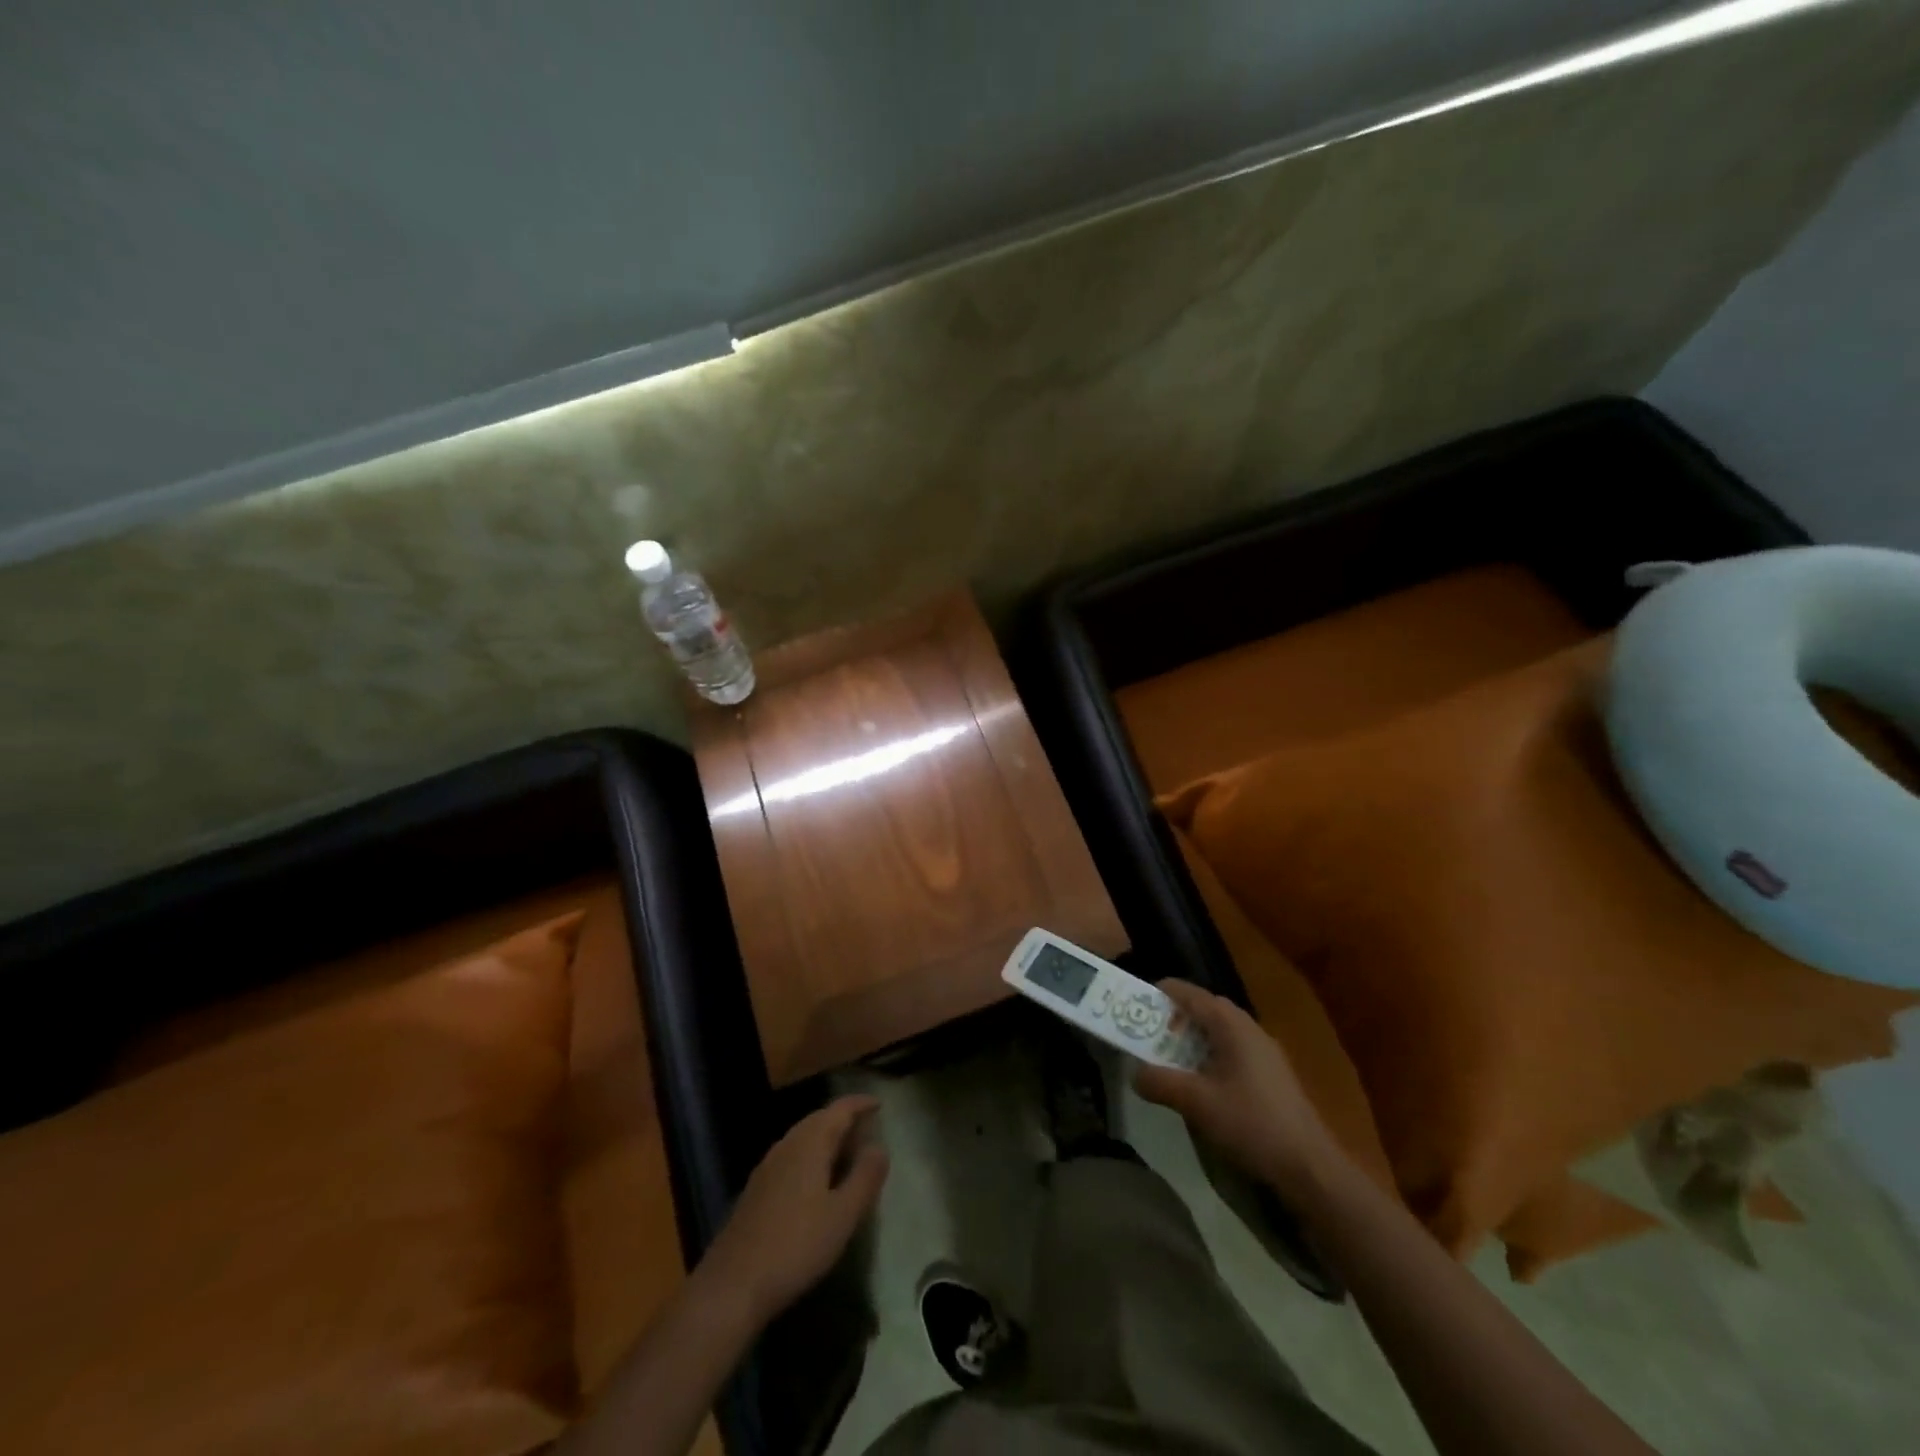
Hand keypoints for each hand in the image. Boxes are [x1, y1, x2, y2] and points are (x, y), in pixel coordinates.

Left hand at [696, 1095, 889, 1327]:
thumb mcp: (843, 1215)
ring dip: (827, 1138)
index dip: (861, 1104)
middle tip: (867, 1130)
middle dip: (844, 1120)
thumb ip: (865, 1177)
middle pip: (819, 1119)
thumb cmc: (796, 1246)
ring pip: (803, 1138)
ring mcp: (767, 1166)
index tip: (879, 1104)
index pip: (840, 1109)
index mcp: (810, 1143)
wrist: (732, 1285)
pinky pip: (791, 1156)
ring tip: (847, 1154)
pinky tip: (817, 1182)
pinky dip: (811, 1156)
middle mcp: (787, 1144)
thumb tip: (880, 1146)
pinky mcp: (756, 1189)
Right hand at [1134, 980, 1343, 1200]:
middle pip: (1207, 1009)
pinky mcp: (1272, 1075)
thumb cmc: (1252, 1124)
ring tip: (1169, 1058)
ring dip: (1193, 1039)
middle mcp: (1250, 1029)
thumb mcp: (1197, 1103)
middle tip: (1149, 1033)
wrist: (1310, 1167)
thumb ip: (1161, 1083)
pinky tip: (1201, 1082)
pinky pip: (1233, 1050)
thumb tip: (1134, 1073)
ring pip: (1221, 1032)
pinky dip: (1210, 1055)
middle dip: (1175, 1017)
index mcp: (1232, 1025)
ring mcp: (1265, 1052)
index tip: (1137, 1001)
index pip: (1191, 994)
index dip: (1163, 993)